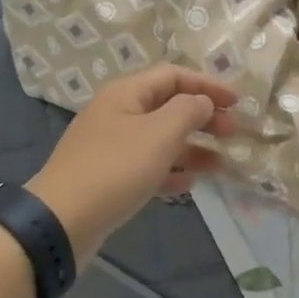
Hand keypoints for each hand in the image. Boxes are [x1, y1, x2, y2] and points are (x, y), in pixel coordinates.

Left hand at [28, 65, 237, 261]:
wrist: (61, 222)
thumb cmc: (115, 169)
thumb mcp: (159, 134)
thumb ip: (188, 111)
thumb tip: (202, 102)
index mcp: (126, 93)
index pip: (174, 75)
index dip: (207, 84)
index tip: (237, 102)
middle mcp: (118, 113)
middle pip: (168, 105)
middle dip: (203, 116)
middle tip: (233, 133)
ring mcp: (112, 146)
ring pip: (161, 138)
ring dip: (193, 147)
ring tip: (222, 163)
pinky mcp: (110, 176)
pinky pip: (148, 165)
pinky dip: (172, 170)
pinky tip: (191, 183)